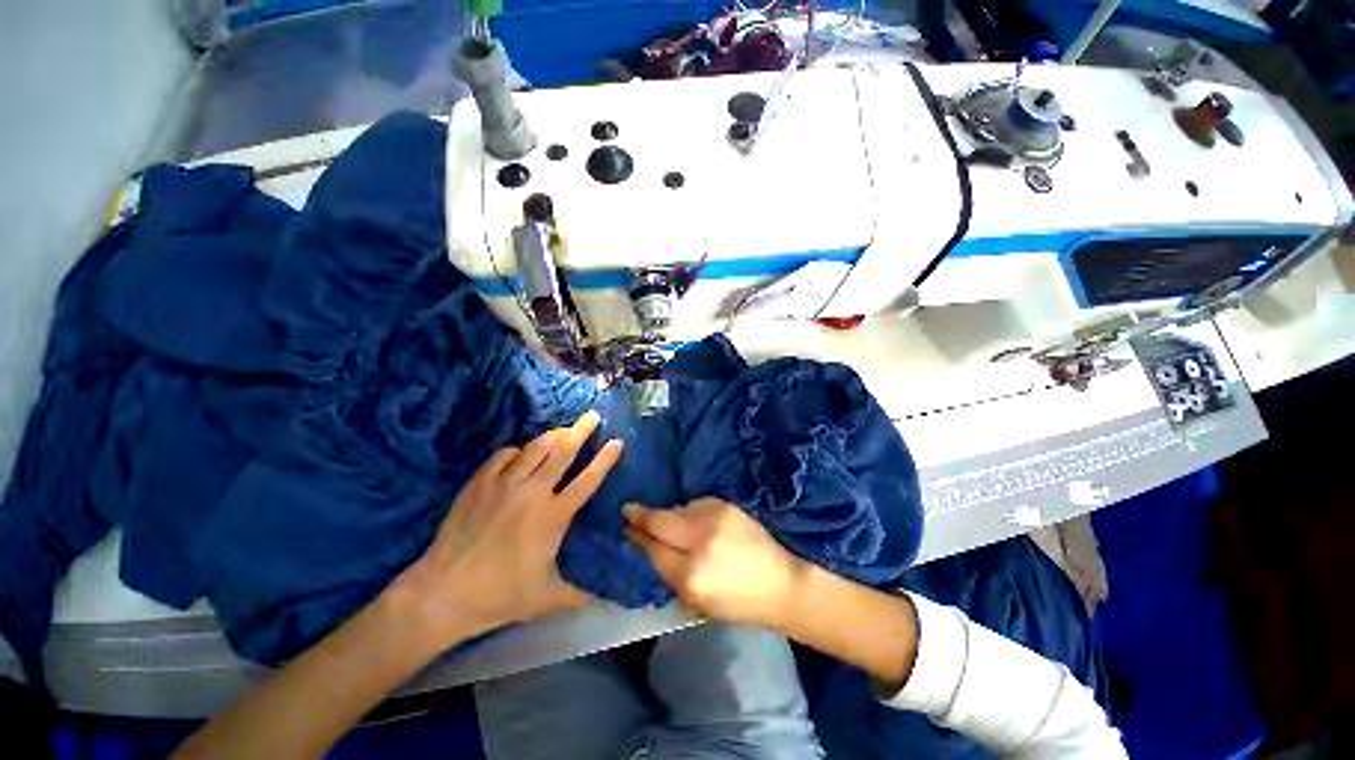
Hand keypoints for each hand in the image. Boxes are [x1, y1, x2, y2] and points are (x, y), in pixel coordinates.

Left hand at [392, 411, 622, 649]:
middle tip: (593, 415)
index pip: (588, 480)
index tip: (617, 441)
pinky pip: (503, 455)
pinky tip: (521, 453)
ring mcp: (504, 484)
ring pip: (535, 448)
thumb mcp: (547, 599)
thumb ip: (581, 597)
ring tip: (563, 430)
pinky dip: (517, 450)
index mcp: (554, 517)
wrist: (442, 594)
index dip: (605, 459)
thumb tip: (608, 605)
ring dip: (553, 435)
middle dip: (581, 430)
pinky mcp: (479, 483)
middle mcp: (533, 493)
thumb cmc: (500, 596)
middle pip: (563, 452)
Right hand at [624, 498, 805, 631]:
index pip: (653, 549)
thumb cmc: (738, 603)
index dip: (637, 536)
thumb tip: (646, 545)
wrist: (780, 583)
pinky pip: (695, 504)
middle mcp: (700, 542)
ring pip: (677, 509)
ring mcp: (715, 518)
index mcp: (692, 576)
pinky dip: (689, 512)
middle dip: (641, 516)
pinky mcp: (726, 505)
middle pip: (660, 521)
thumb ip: (669, 573)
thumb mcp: (697, 601)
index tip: (625, 526)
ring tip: (671, 523)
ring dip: (670, 516)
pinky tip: (694, 521)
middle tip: (629, 510)